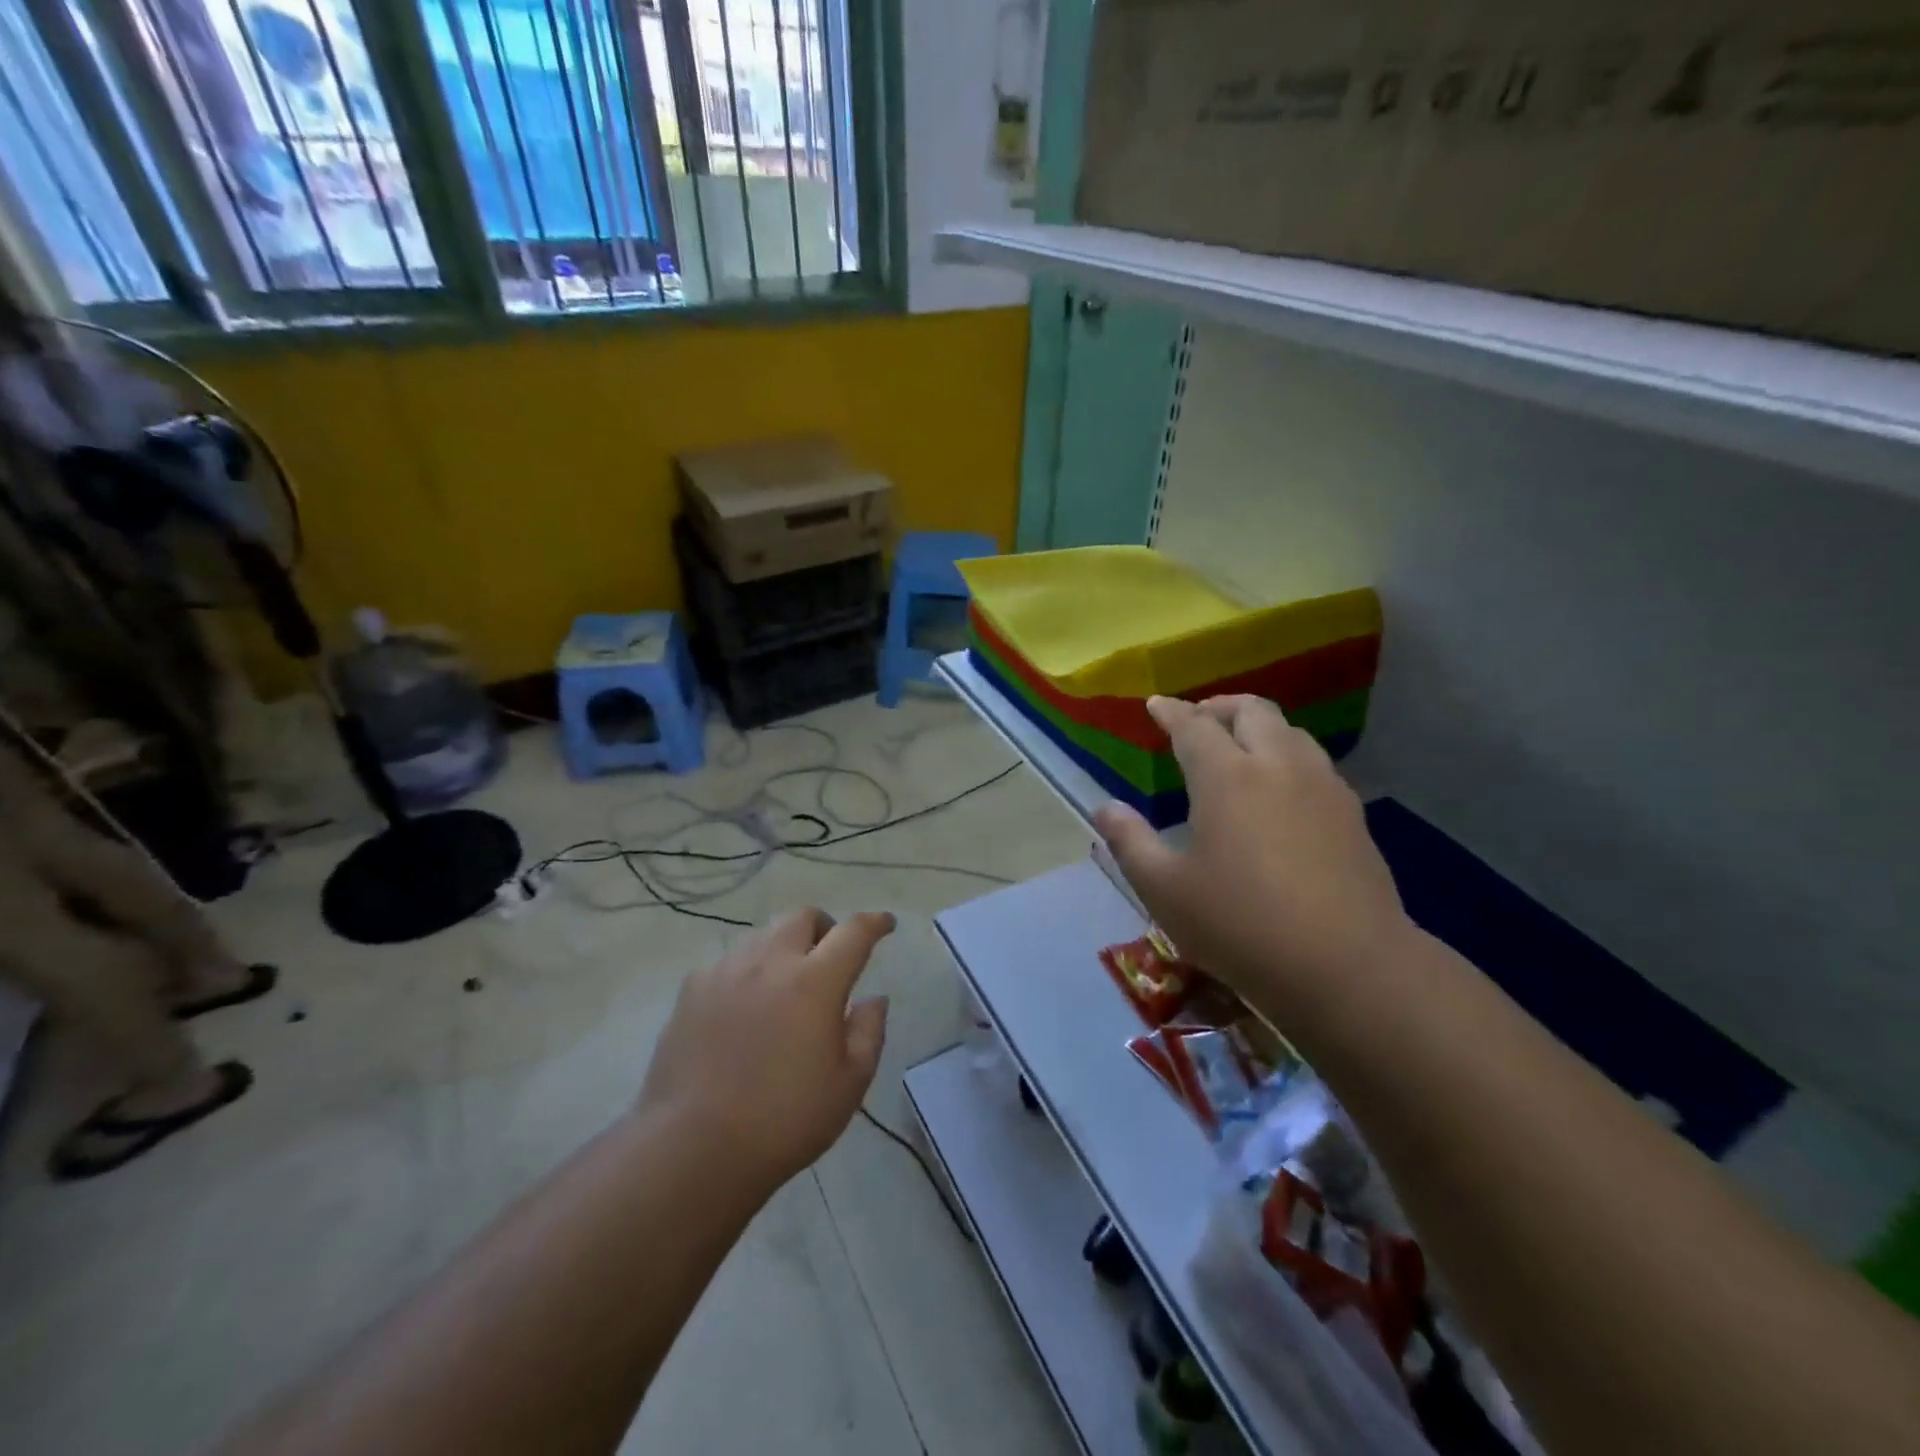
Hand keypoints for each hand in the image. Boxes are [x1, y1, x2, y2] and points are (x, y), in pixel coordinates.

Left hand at [637, 908, 894, 1185]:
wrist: (693, 1147)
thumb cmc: (784, 1120)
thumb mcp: (849, 1084)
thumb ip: (869, 1032)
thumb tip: (874, 999)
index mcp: (815, 981)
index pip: (854, 932)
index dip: (874, 922)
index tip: (885, 923)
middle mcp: (770, 962)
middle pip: (802, 917)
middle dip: (824, 927)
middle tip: (829, 957)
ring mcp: (725, 972)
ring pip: (762, 936)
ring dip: (783, 948)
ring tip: (784, 986)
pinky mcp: (691, 991)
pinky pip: (727, 964)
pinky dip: (746, 974)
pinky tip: (742, 1010)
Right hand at [1093, 695, 1410, 1016]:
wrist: (1348, 966)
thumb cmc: (1241, 926)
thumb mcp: (1165, 890)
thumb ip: (1130, 842)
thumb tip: (1105, 808)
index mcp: (1227, 777)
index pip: (1193, 725)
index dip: (1171, 711)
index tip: (1156, 704)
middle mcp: (1277, 766)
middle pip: (1251, 711)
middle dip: (1219, 707)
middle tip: (1197, 721)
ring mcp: (1322, 787)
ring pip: (1290, 731)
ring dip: (1258, 727)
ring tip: (1239, 748)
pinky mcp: (1352, 814)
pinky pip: (1315, 762)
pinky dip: (1287, 755)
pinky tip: (1280, 789)